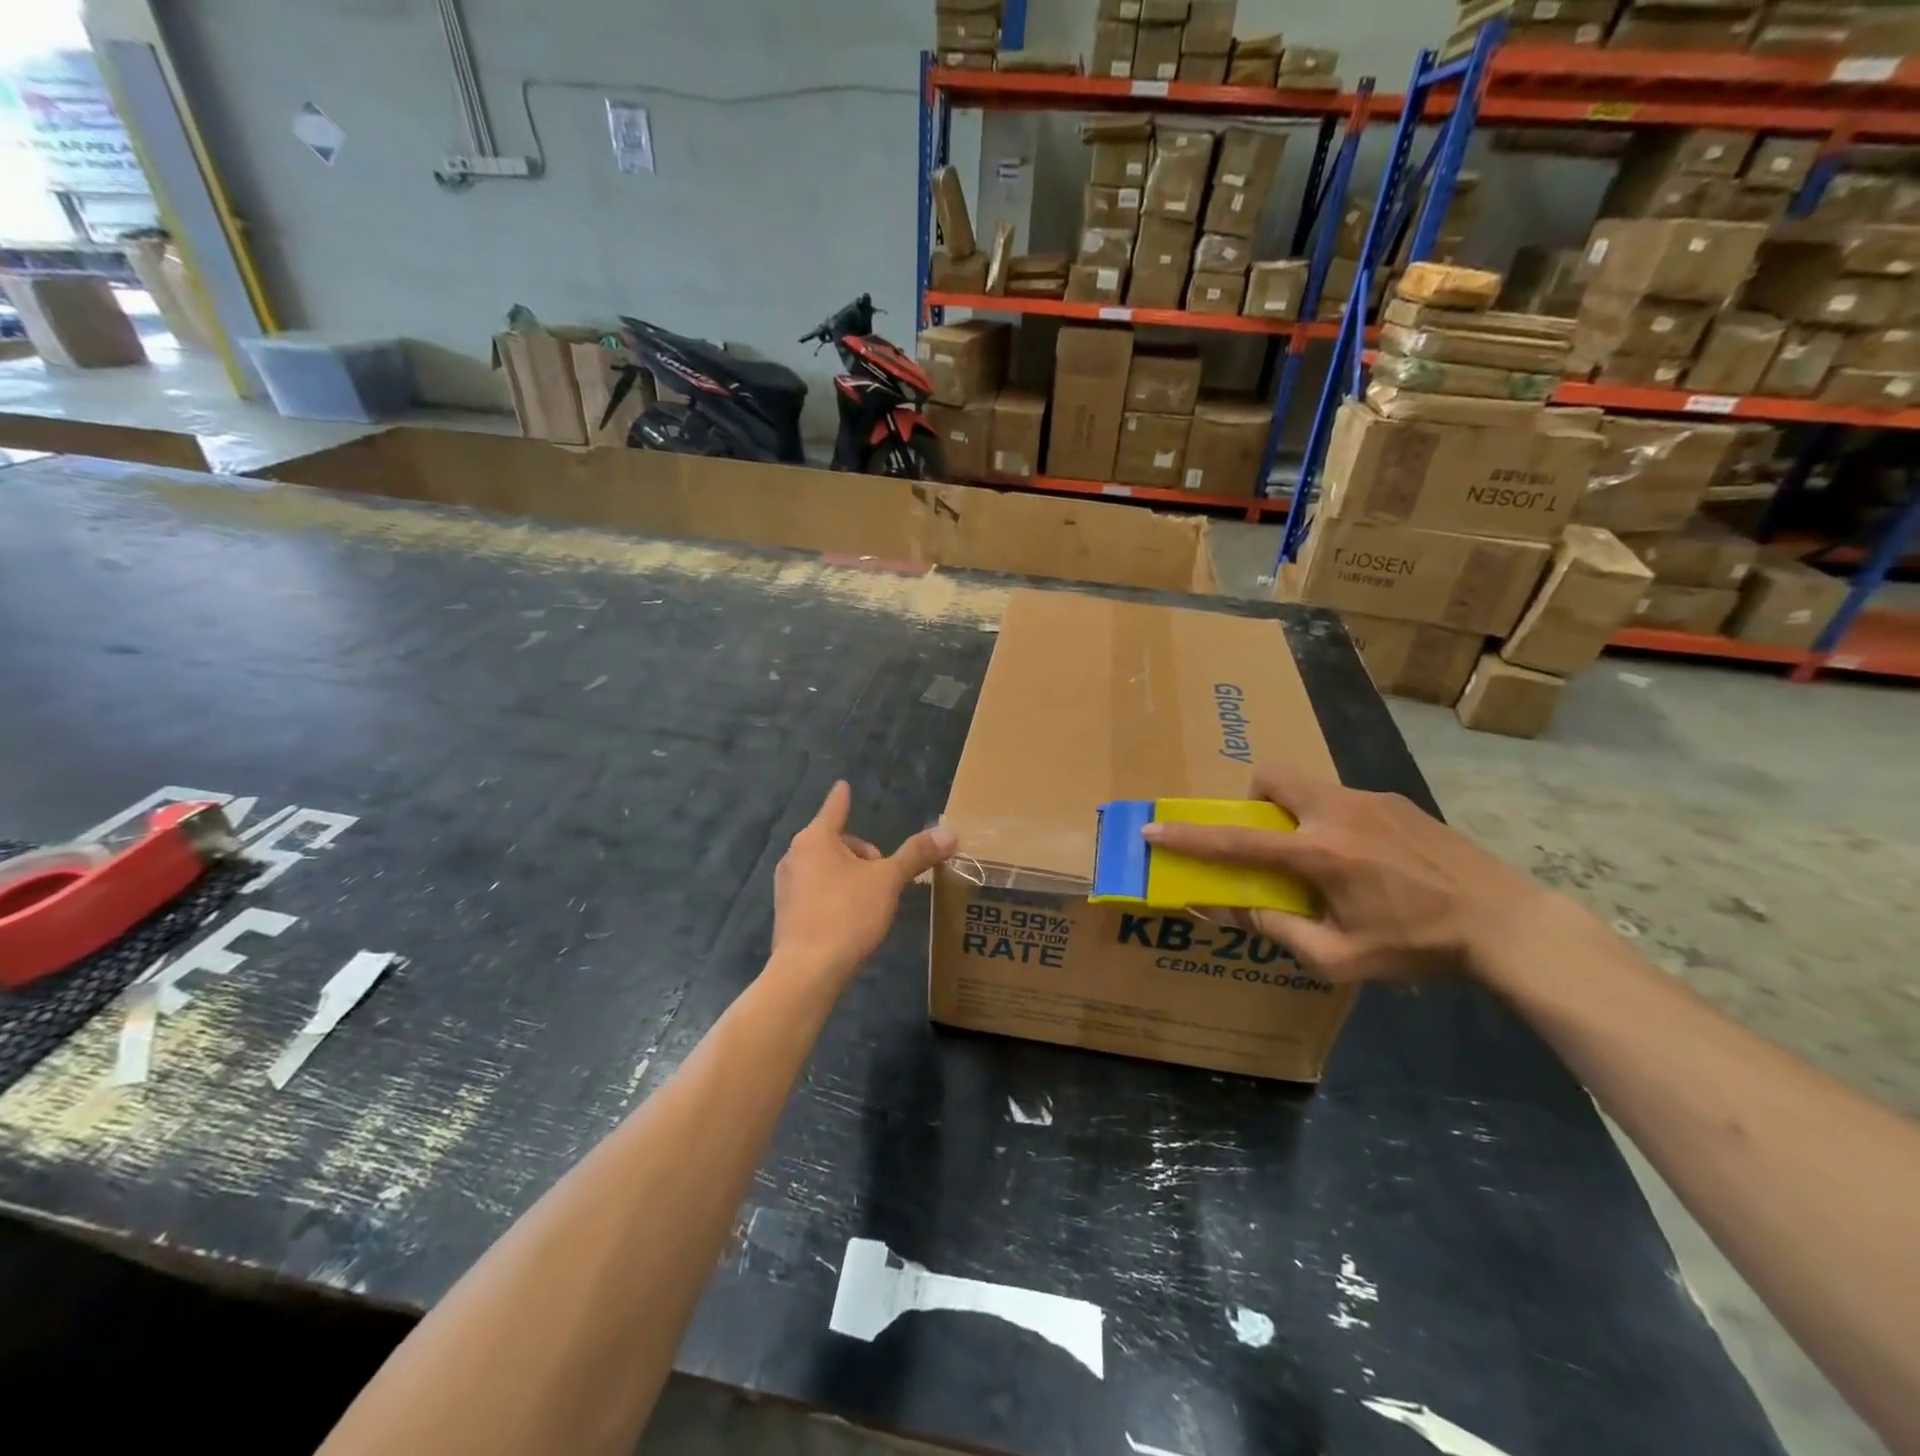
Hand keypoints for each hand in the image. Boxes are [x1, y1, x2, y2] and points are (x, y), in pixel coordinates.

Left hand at [771, 781, 955, 986]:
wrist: (807, 971)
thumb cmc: (847, 914)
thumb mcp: (888, 881)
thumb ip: (916, 854)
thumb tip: (950, 832)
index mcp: (816, 839)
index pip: (835, 808)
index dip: (843, 797)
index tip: (843, 785)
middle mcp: (795, 856)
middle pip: (835, 842)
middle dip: (862, 854)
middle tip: (883, 877)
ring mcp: (786, 886)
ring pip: (825, 868)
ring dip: (849, 875)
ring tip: (870, 901)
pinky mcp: (786, 913)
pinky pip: (815, 892)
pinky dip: (834, 895)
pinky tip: (850, 920)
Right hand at [1141, 764, 1556, 983]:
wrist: (1507, 923)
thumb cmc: (1418, 946)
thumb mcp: (1340, 958)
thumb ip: (1279, 930)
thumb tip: (1234, 907)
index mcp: (1320, 853)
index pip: (1238, 839)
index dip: (1190, 837)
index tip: (1154, 829)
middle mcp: (1338, 812)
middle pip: (1271, 777)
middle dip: (1252, 801)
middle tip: (1269, 841)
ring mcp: (1371, 800)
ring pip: (1308, 787)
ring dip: (1295, 814)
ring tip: (1325, 861)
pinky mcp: (1397, 801)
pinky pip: (1342, 799)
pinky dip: (1331, 821)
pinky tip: (1368, 863)